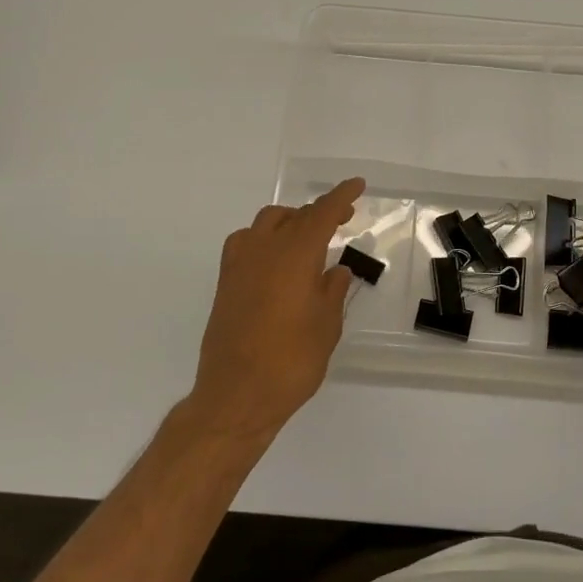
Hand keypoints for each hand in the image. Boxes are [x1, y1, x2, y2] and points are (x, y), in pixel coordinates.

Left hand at [188, 178, 364, 440]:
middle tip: (341, 220)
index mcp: (296, 254)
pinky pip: (246, 242)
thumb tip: (335, 271)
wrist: (236, 396)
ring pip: (267, 223)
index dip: (341, 196)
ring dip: (290, 221)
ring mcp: (240, 264)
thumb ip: (333, 291)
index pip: (322, 213)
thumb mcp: (326, 326)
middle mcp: (265, 249)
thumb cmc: (291, 361)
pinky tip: (274, 259)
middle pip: (295, 215)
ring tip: (307, 238)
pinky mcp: (226, 283)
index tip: (356, 185)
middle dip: (319, 212)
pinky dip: (265, 238)